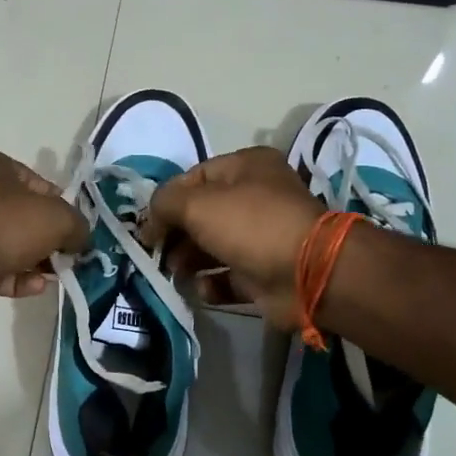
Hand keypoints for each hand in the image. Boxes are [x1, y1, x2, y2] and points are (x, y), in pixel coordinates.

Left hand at [0, 150, 88, 317]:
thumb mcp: (56, 217)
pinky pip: (0, 270)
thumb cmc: (4, 224)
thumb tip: (82, 240)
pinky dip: (21, 279)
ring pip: (14, 246)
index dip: (63, 206)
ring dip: (39, 261)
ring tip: (62, 274)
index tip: (78, 228)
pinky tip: (40, 287)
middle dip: (52, 238)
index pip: (39, 184)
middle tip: (74, 255)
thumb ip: (77, 225)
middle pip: (27, 217)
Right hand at [142, 147, 323, 328]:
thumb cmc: (250, 225)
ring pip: (213, 246)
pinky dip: (212, 283)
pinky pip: (229, 276)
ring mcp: (263, 236)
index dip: (166, 201)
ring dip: (189, 260)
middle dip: (176, 234)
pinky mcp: (265, 272)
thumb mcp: (197, 204)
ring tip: (176, 273)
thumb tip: (149, 222)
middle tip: (158, 254)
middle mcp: (256, 197)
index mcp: (246, 167)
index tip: (147, 227)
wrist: (308, 273)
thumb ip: (164, 204)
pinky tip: (203, 288)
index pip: (194, 178)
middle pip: (202, 214)